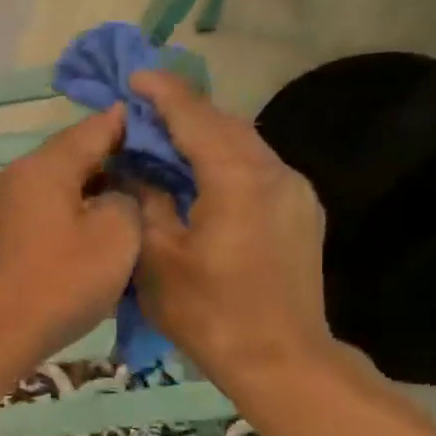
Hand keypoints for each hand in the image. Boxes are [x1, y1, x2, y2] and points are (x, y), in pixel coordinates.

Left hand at [0, 106, 139, 382]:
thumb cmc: (56, 284)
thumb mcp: (115, 238)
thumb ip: (127, 200)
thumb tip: (115, 193)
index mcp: (42, 167)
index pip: (93, 129)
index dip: (129, 126)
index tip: (157, 130)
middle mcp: (10, 177)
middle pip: (68, 159)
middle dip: (108, 166)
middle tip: (147, 181)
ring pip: (49, 190)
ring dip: (83, 197)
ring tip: (117, 215)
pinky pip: (32, 217)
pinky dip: (59, 221)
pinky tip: (77, 244)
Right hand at [128, 70, 333, 391]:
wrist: (280, 359)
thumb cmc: (208, 312)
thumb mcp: (157, 258)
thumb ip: (147, 201)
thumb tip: (136, 168)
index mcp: (237, 180)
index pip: (196, 118)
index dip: (163, 93)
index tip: (134, 76)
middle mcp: (274, 173)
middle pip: (225, 124)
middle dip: (184, 111)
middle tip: (144, 108)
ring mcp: (295, 192)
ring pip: (245, 145)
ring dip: (205, 136)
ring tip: (167, 140)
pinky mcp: (301, 212)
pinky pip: (257, 169)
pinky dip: (225, 161)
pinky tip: (202, 177)